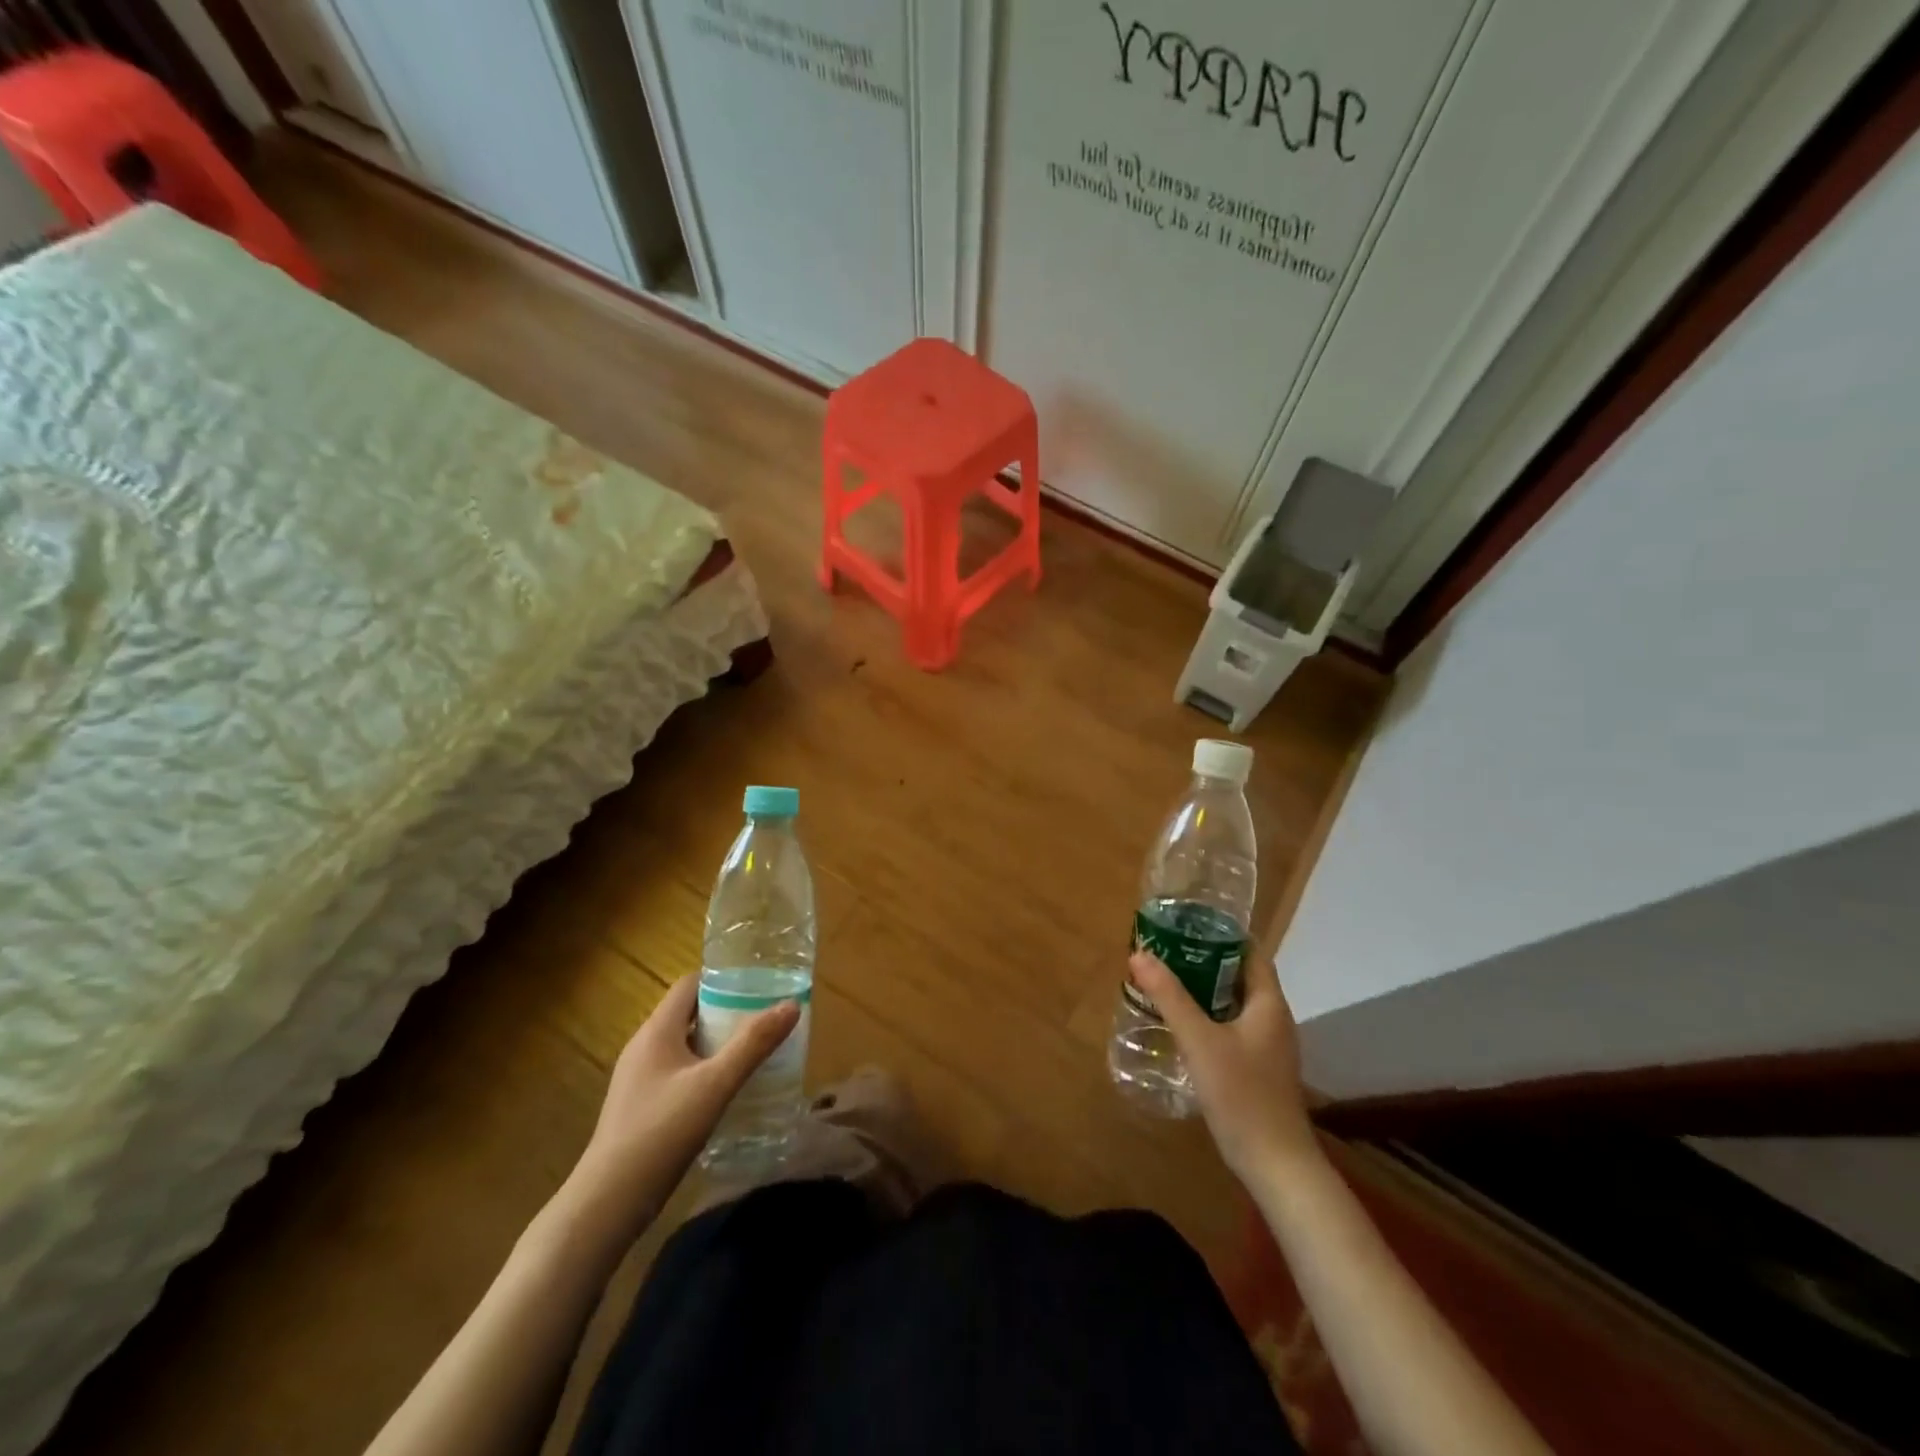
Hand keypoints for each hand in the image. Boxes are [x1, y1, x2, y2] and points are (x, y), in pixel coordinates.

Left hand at [566, 975, 799, 1240]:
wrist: (607, 1203)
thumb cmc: (661, 1132)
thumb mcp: (715, 1085)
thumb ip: (753, 1044)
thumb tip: (792, 1005)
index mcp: (656, 1032)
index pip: (689, 985)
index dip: (722, 980)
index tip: (757, 986)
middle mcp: (643, 1047)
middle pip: (688, 1013)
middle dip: (726, 1012)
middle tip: (764, 1018)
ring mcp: (638, 1079)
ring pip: (683, 1045)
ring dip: (715, 1043)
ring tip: (753, 1051)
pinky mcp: (640, 1106)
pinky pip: (677, 1072)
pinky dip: (702, 1070)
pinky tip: (725, 1090)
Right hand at [1129, 949, 1319, 1184]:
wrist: (1276, 1165)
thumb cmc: (1242, 1095)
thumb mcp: (1200, 1040)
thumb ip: (1170, 996)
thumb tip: (1139, 953)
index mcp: (1269, 1003)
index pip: (1250, 952)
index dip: (1222, 934)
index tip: (1186, 924)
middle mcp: (1273, 1019)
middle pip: (1240, 976)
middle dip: (1205, 961)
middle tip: (1166, 951)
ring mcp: (1268, 1046)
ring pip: (1234, 1004)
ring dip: (1205, 990)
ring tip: (1166, 981)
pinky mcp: (1258, 1069)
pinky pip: (1232, 1028)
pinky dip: (1209, 1017)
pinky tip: (1181, 1025)